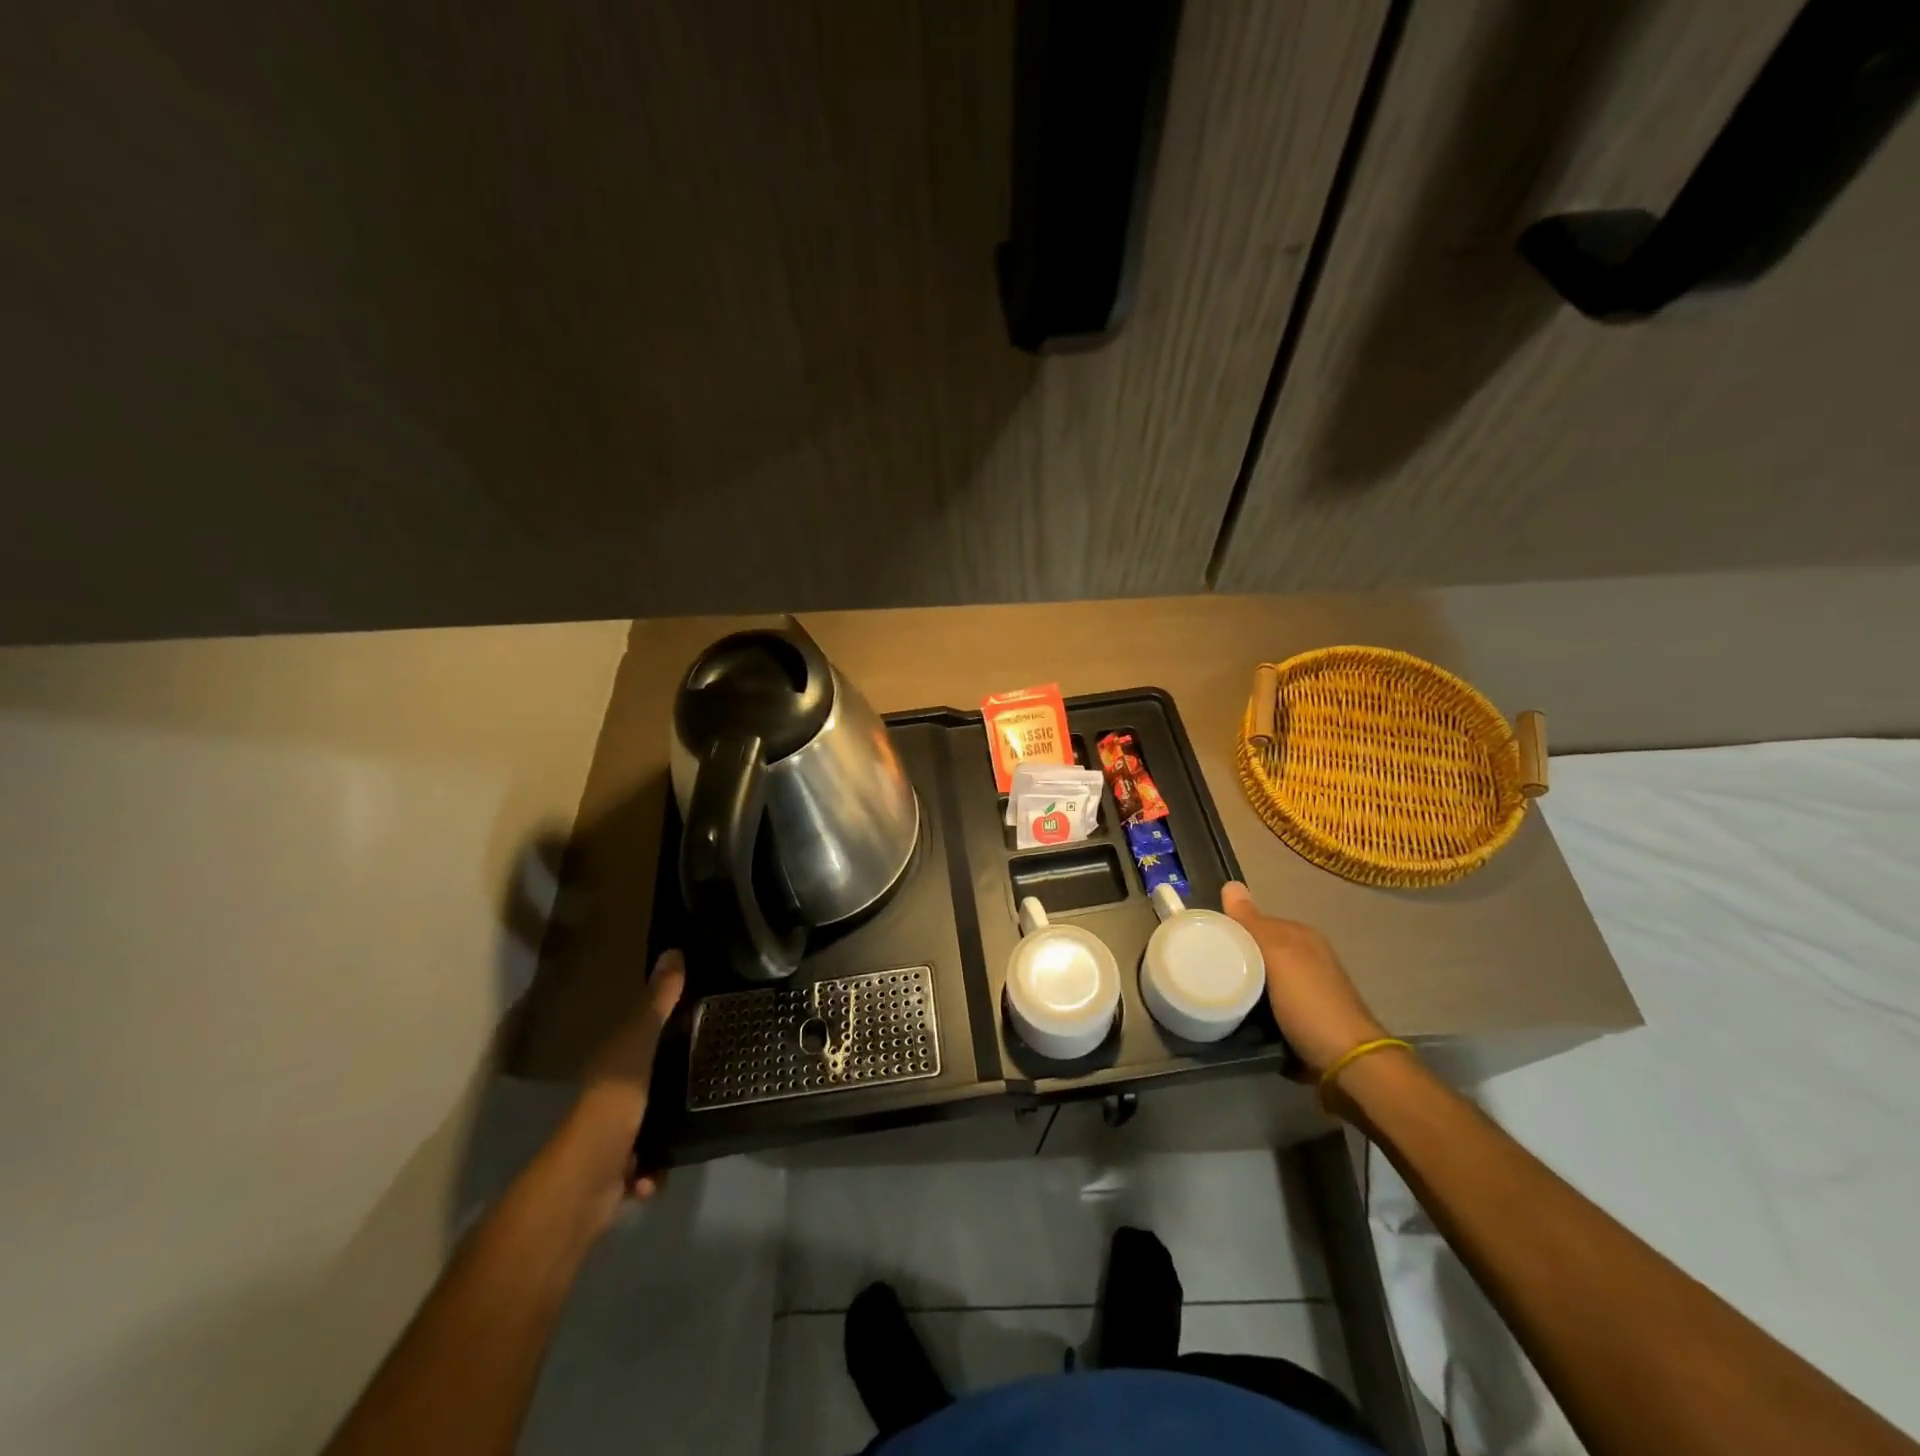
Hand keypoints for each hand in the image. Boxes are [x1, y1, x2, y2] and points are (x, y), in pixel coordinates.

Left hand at [567, 950, 685, 1210]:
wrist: (587, 1180)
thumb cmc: (613, 1100)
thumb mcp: (639, 1042)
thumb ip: (658, 1002)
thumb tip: (673, 950)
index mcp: (611, 1061)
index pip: (638, 1035)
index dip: (662, 1027)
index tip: (695, 1020)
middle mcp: (607, 1096)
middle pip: (645, 1080)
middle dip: (670, 1084)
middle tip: (705, 1076)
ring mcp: (609, 1136)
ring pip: (647, 1125)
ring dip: (664, 1131)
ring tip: (690, 1125)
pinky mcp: (617, 1173)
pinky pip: (646, 1165)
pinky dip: (654, 1169)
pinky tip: (659, 1167)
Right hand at [1221, 883, 1386, 1077]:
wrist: (1348, 1063)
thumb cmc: (1310, 1003)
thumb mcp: (1278, 956)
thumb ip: (1252, 923)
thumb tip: (1230, 883)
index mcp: (1301, 936)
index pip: (1254, 921)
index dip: (1229, 929)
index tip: (1201, 942)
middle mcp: (1306, 957)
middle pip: (1256, 950)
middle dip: (1233, 958)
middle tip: (1203, 971)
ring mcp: (1306, 989)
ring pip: (1261, 977)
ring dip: (1242, 984)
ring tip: (1213, 993)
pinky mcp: (1302, 1018)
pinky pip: (1267, 1003)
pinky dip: (1253, 1007)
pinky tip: (1236, 1014)